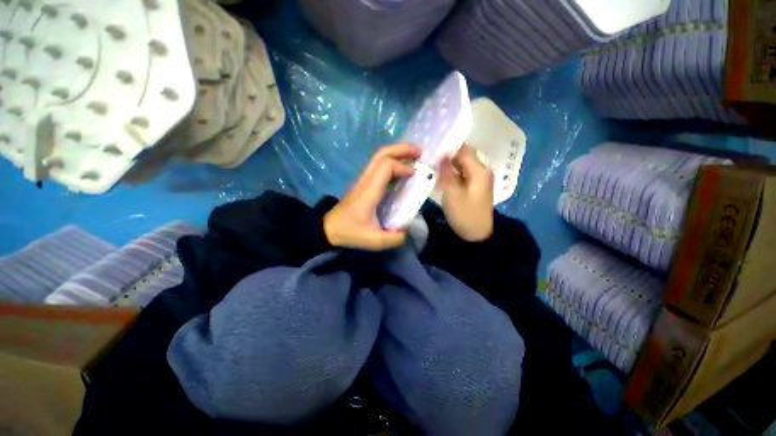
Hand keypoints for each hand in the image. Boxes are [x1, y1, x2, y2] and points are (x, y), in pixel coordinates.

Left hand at [324, 144, 420, 250]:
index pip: (386, 166)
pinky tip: (402, 172)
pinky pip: (379, 167)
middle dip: (402, 149)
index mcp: (369, 191)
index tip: (415, 175)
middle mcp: (366, 180)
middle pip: (382, 154)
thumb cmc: (350, 232)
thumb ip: (395, 238)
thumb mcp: (374, 241)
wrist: (329, 228)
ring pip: (379, 157)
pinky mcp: (364, 183)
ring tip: (414, 158)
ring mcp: (364, 180)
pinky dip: (393, 163)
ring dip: (397, 154)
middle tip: (420, 153)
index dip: (403, 166)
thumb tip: (408, 230)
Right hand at [439, 146, 493, 241]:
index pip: (463, 150)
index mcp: (479, 170)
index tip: (431, 147)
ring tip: (432, 163)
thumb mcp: (453, 194)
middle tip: (429, 155)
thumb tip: (441, 154)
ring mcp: (479, 179)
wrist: (477, 236)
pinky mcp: (474, 187)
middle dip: (447, 155)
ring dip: (448, 164)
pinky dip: (451, 172)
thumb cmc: (465, 215)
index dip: (448, 147)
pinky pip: (462, 173)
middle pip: (463, 156)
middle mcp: (482, 171)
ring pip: (462, 165)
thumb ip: (446, 172)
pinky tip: (440, 174)